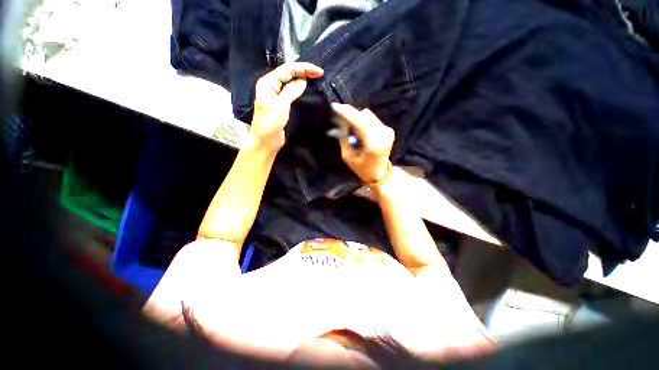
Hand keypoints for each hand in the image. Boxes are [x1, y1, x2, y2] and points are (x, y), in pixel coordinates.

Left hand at [250, 62, 323, 150]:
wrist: (266, 141)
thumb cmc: (270, 124)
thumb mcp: (281, 107)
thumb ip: (291, 91)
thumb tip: (303, 80)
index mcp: (268, 83)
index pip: (287, 69)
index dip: (304, 68)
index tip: (319, 72)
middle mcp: (271, 85)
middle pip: (289, 73)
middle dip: (304, 71)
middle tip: (319, 74)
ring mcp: (276, 94)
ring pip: (290, 81)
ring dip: (302, 78)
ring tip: (315, 78)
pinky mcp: (280, 103)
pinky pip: (291, 91)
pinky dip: (300, 88)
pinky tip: (307, 88)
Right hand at [332, 103, 394, 183]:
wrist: (379, 174)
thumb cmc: (362, 168)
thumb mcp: (348, 157)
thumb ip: (344, 139)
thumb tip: (342, 122)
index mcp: (373, 145)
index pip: (360, 123)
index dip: (348, 113)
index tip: (335, 107)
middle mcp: (383, 135)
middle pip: (364, 116)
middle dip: (351, 115)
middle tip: (340, 118)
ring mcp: (388, 131)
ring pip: (368, 116)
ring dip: (357, 119)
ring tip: (351, 130)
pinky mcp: (389, 130)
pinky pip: (372, 120)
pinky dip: (363, 122)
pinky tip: (360, 132)